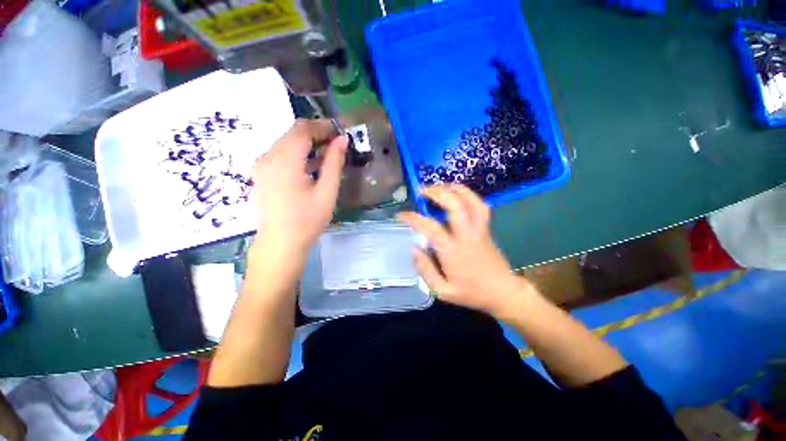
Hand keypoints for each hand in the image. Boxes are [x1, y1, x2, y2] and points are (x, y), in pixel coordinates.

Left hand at [251, 119, 347, 258]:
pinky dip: (297, 153)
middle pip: (292, 133)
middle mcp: (268, 157)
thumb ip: (334, 163)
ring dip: (307, 143)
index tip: (339, 132)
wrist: (280, 243)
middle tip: (336, 142)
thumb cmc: (307, 220)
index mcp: (285, 161)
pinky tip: (310, 165)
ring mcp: (261, 165)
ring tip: (327, 154)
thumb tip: (342, 140)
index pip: (302, 130)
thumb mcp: (327, 191)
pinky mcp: (261, 173)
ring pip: (285, 142)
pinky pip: (280, 154)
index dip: (322, 126)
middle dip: (315, 133)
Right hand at [397, 185, 535, 317]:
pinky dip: (467, 194)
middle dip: (437, 192)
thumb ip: (425, 270)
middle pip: (455, 205)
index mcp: (453, 251)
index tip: (401, 215)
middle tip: (422, 190)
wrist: (503, 292)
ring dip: (453, 189)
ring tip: (438, 186)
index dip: (413, 218)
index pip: (431, 228)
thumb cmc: (471, 293)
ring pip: (470, 200)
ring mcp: (480, 229)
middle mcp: (467, 235)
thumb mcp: (442, 291)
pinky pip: (479, 205)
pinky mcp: (486, 227)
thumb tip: (414, 248)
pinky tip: (457, 193)